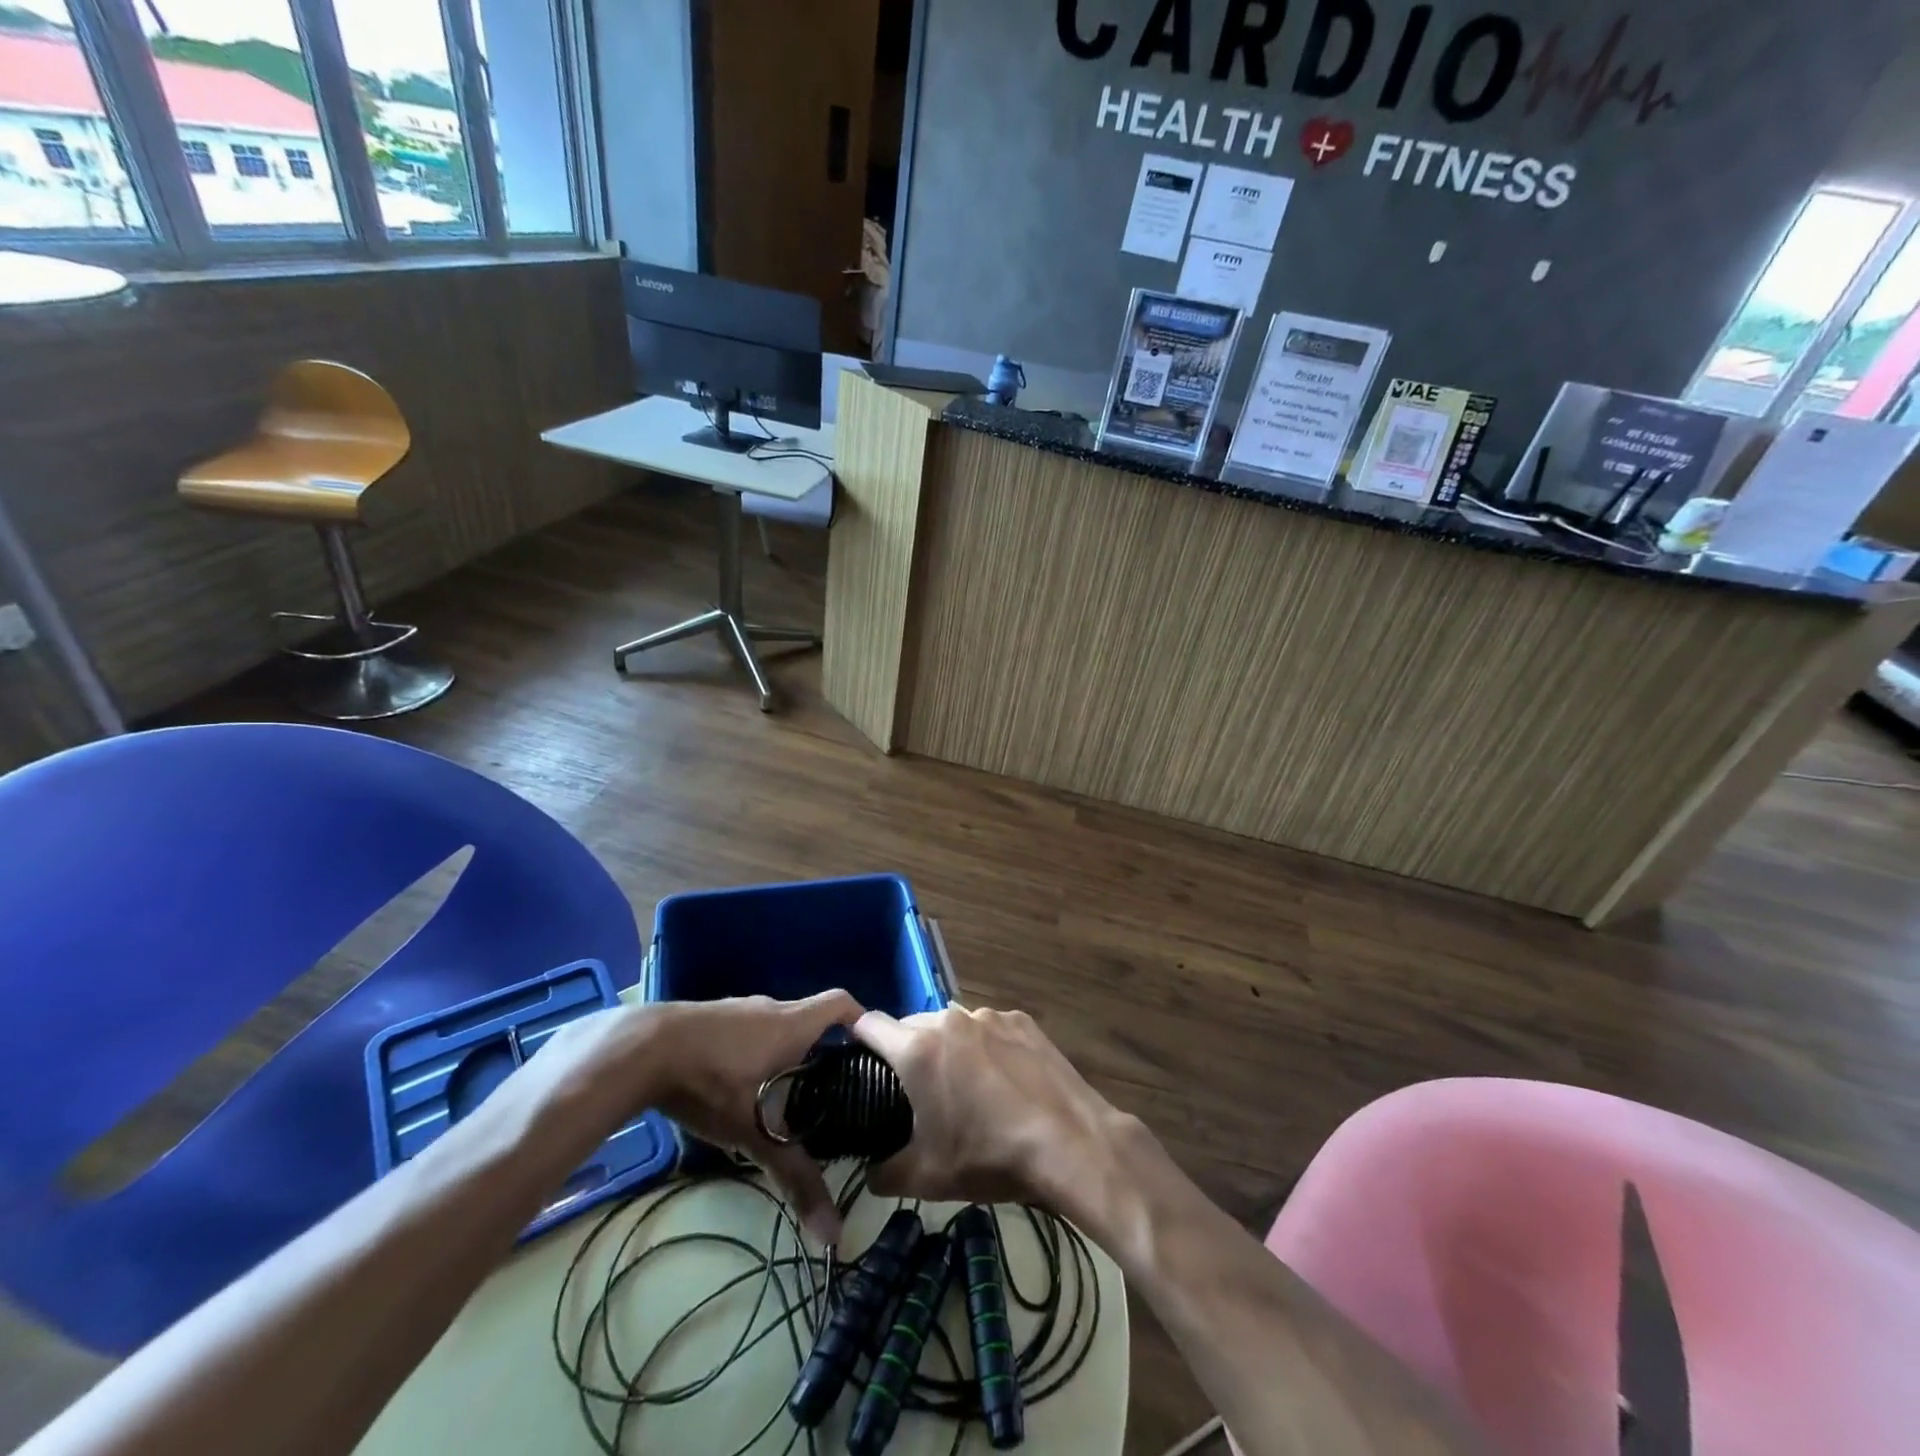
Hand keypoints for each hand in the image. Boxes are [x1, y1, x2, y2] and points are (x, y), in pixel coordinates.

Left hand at [529, 992, 862, 1243]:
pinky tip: (738, 1089)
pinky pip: (746, 1032)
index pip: (841, 1004)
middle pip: (810, 1020)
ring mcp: (737, 1009)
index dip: (861, 1020)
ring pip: (775, 1027)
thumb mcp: (755, 1132)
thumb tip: (833, 1233)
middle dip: (824, 1051)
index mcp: (792, 1023)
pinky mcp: (709, 1019)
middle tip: (834, 1091)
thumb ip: (794, 1177)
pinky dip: (754, 1053)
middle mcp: (771, 1008)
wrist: (640, 1049)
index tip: (871, 1049)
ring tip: (789, 1097)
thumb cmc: (712, 1081)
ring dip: (786, 1053)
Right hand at [850, 1006, 1130, 1213]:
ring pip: (952, 1025)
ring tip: (965, 1088)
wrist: (1069, 1143)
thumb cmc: (989, 1157)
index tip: (860, 1064)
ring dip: (947, 1048)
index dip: (857, 1041)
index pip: (868, 1024)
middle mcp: (950, 1019)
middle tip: (916, 1093)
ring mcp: (989, 1016)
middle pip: (911, 1025)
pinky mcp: (1021, 1020)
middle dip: (906, 1051)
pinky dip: (985, 1047)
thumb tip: (869, 1171)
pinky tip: (1004, 1081)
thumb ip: (883, 1171)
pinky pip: (988, 1029)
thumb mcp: (926, 1178)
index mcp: (918, 1049)